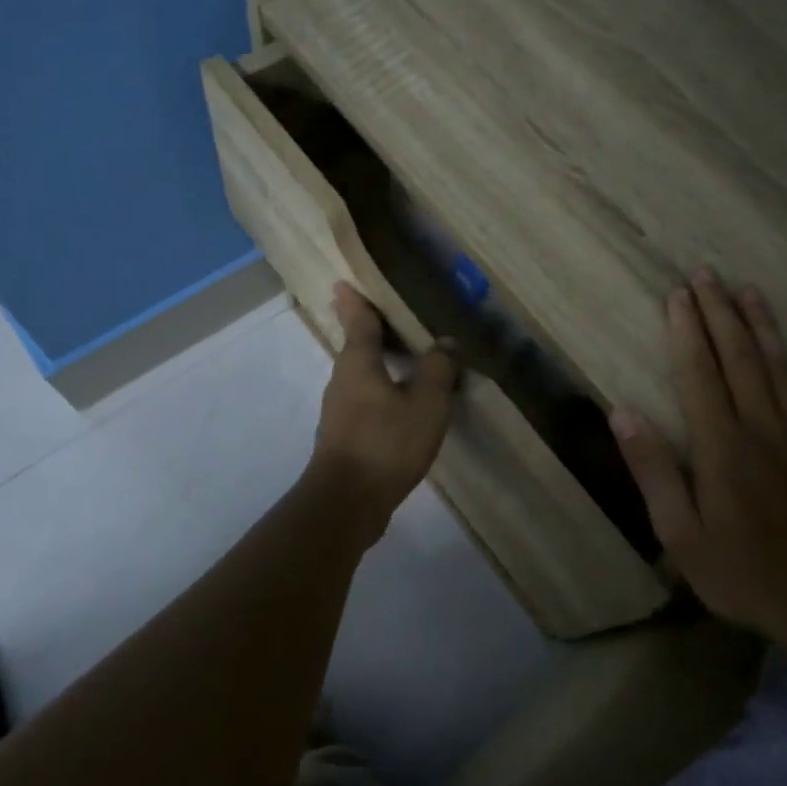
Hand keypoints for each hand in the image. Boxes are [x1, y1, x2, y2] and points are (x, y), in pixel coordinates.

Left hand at [306, 283, 458, 534]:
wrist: (346, 502)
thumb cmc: (386, 443)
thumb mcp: (425, 403)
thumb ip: (438, 370)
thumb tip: (446, 342)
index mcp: (358, 363)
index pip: (358, 322)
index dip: (354, 302)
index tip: (342, 283)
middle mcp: (343, 381)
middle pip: (356, 348)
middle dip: (367, 331)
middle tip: (384, 316)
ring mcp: (340, 411)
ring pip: (361, 377)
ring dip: (377, 364)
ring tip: (402, 359)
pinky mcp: (345, 438)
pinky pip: (365, 402)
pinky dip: (382, 393)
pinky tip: (400, 404)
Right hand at [609, 272, 786, 641]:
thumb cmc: (744, 573)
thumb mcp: (680, 534)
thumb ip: (653, 470)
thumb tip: (622, 413)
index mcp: (721, 446)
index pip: (699, 374)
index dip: (686, 332)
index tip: (677, 296)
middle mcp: (764, 427)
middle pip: (740, 359)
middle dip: (720, 313)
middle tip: (707, 275)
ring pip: (782, 368)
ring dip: (764, 326)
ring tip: (748, 290)